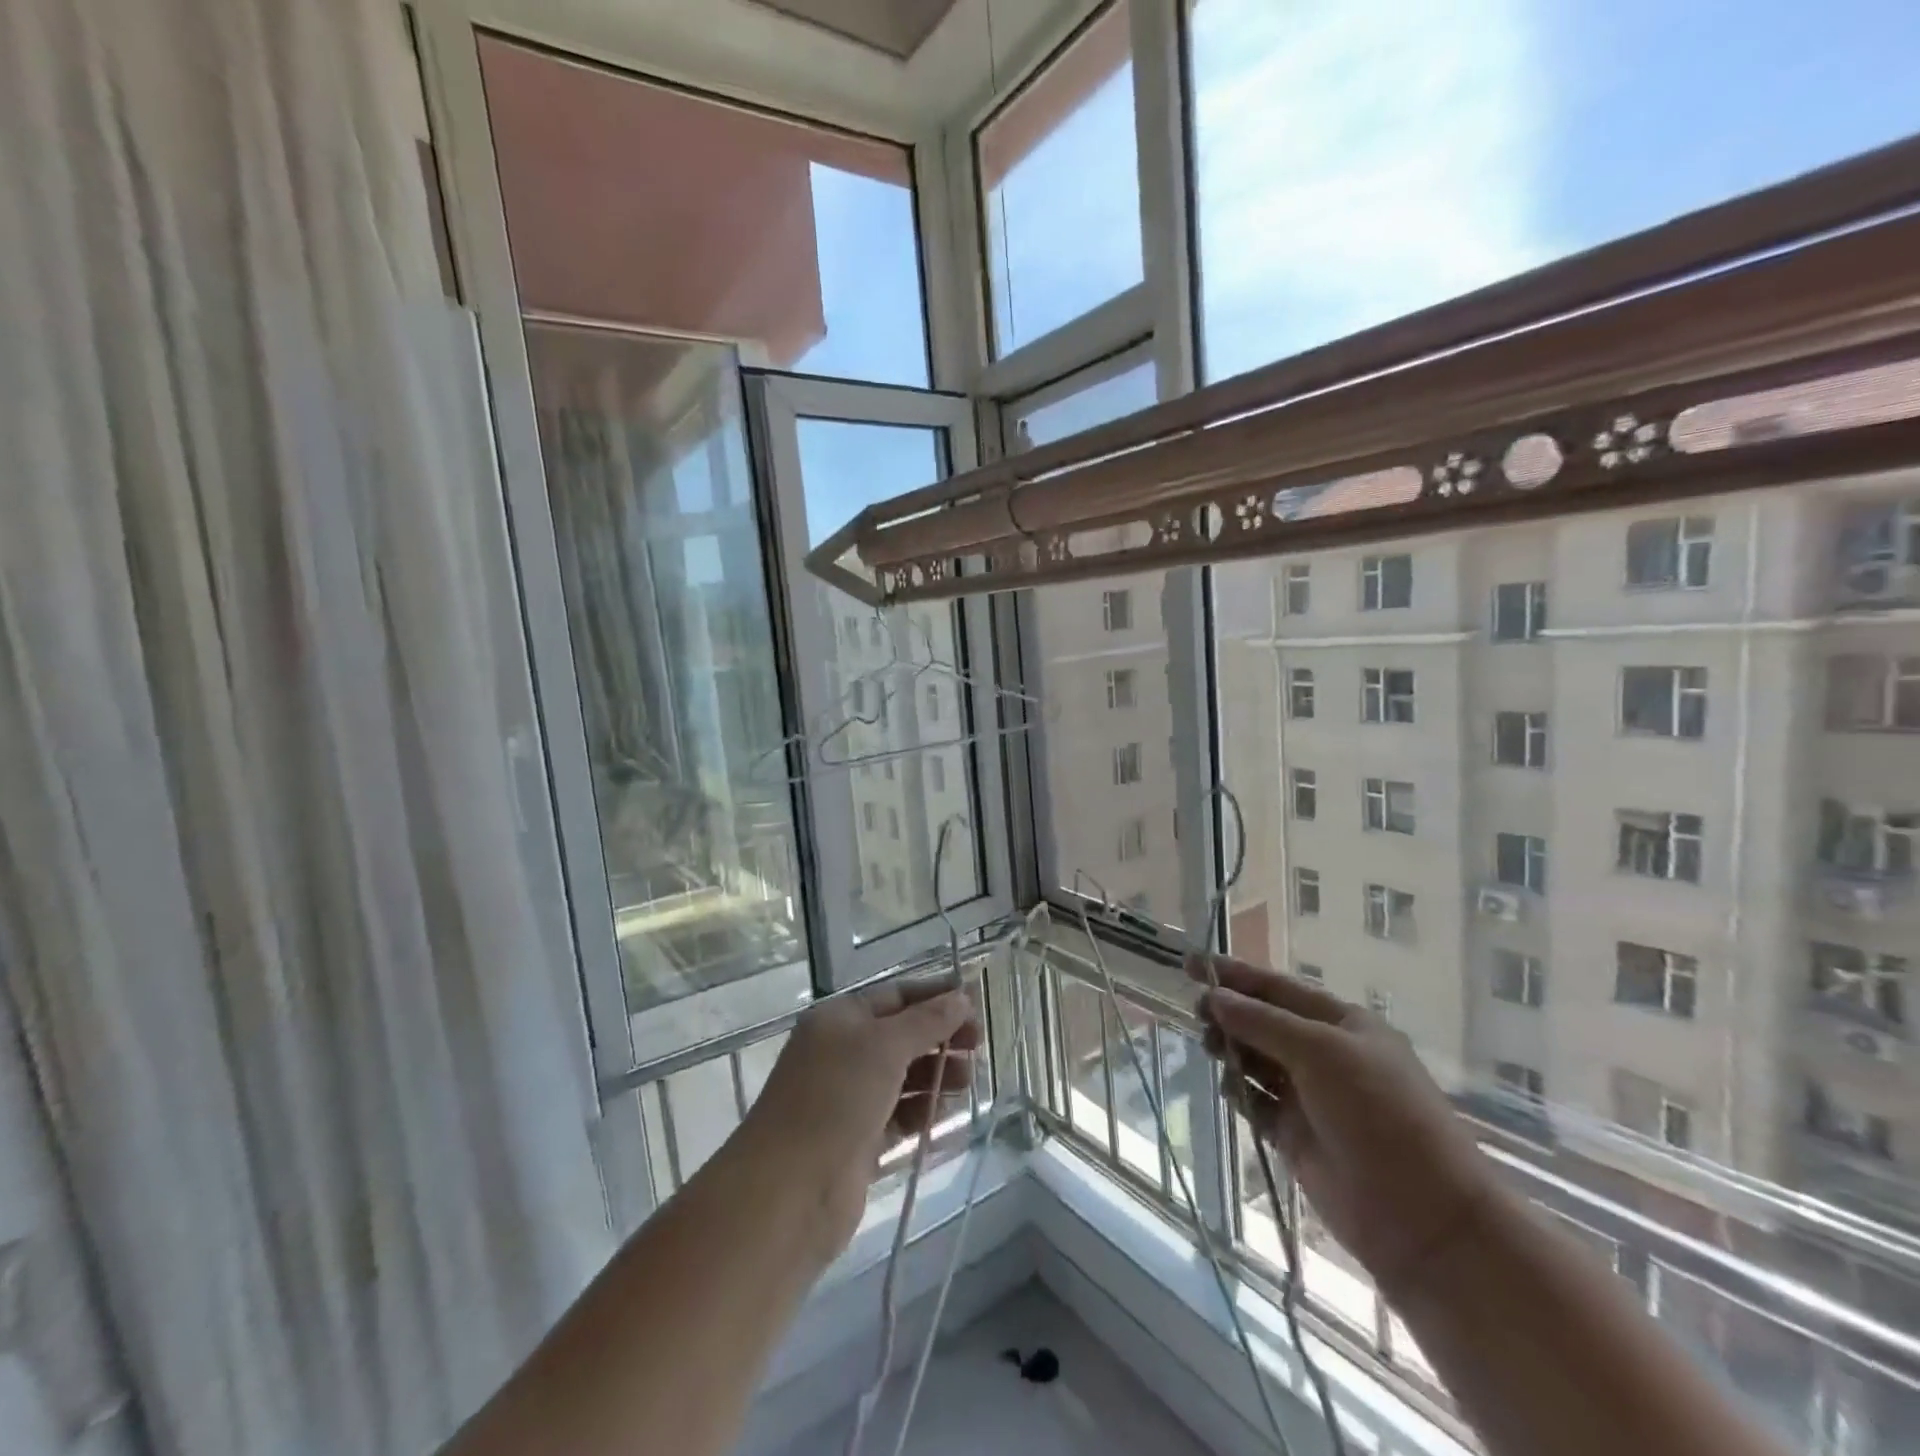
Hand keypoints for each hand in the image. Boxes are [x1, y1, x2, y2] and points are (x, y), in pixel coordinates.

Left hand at [742, 978, 980, 1258]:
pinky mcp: (857, 1142)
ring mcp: (848, 1099)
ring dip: (936, 1076)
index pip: (896, 996)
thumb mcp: (884, 1047)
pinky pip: (899, 1117)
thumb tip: (962, 997)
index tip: (977, 1003)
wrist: (788, 1193)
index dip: (936, 997)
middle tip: (978, 1047)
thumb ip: (927, 1021)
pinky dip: (923, 1113)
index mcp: (839, 1020)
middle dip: (940, 1038)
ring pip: (903, 1078)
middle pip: (902, 1036)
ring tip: (967, 1083)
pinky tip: (947, 1117)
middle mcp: (841, 1053)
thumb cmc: (835, 1100)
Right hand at [1189, 954, 1495, 1299]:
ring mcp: (1310, 1096)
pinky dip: (1239, 1091)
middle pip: (1263, 1021)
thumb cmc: (1380, 1115)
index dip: (1233, 974)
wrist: (1423, 1218)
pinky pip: (1256, 1102)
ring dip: (1230, 1048)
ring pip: (1256, 1060)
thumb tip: (1214, 996)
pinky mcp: (1295, 1136)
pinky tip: (1228, 1087)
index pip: (1277, 988)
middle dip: (1229, 1012)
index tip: (1189, 963)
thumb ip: (1262, 1022)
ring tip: (1210, 1047)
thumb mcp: (1321, 1053)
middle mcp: (1324, 1054)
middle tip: (1197, 1012)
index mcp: (1341, 1024)